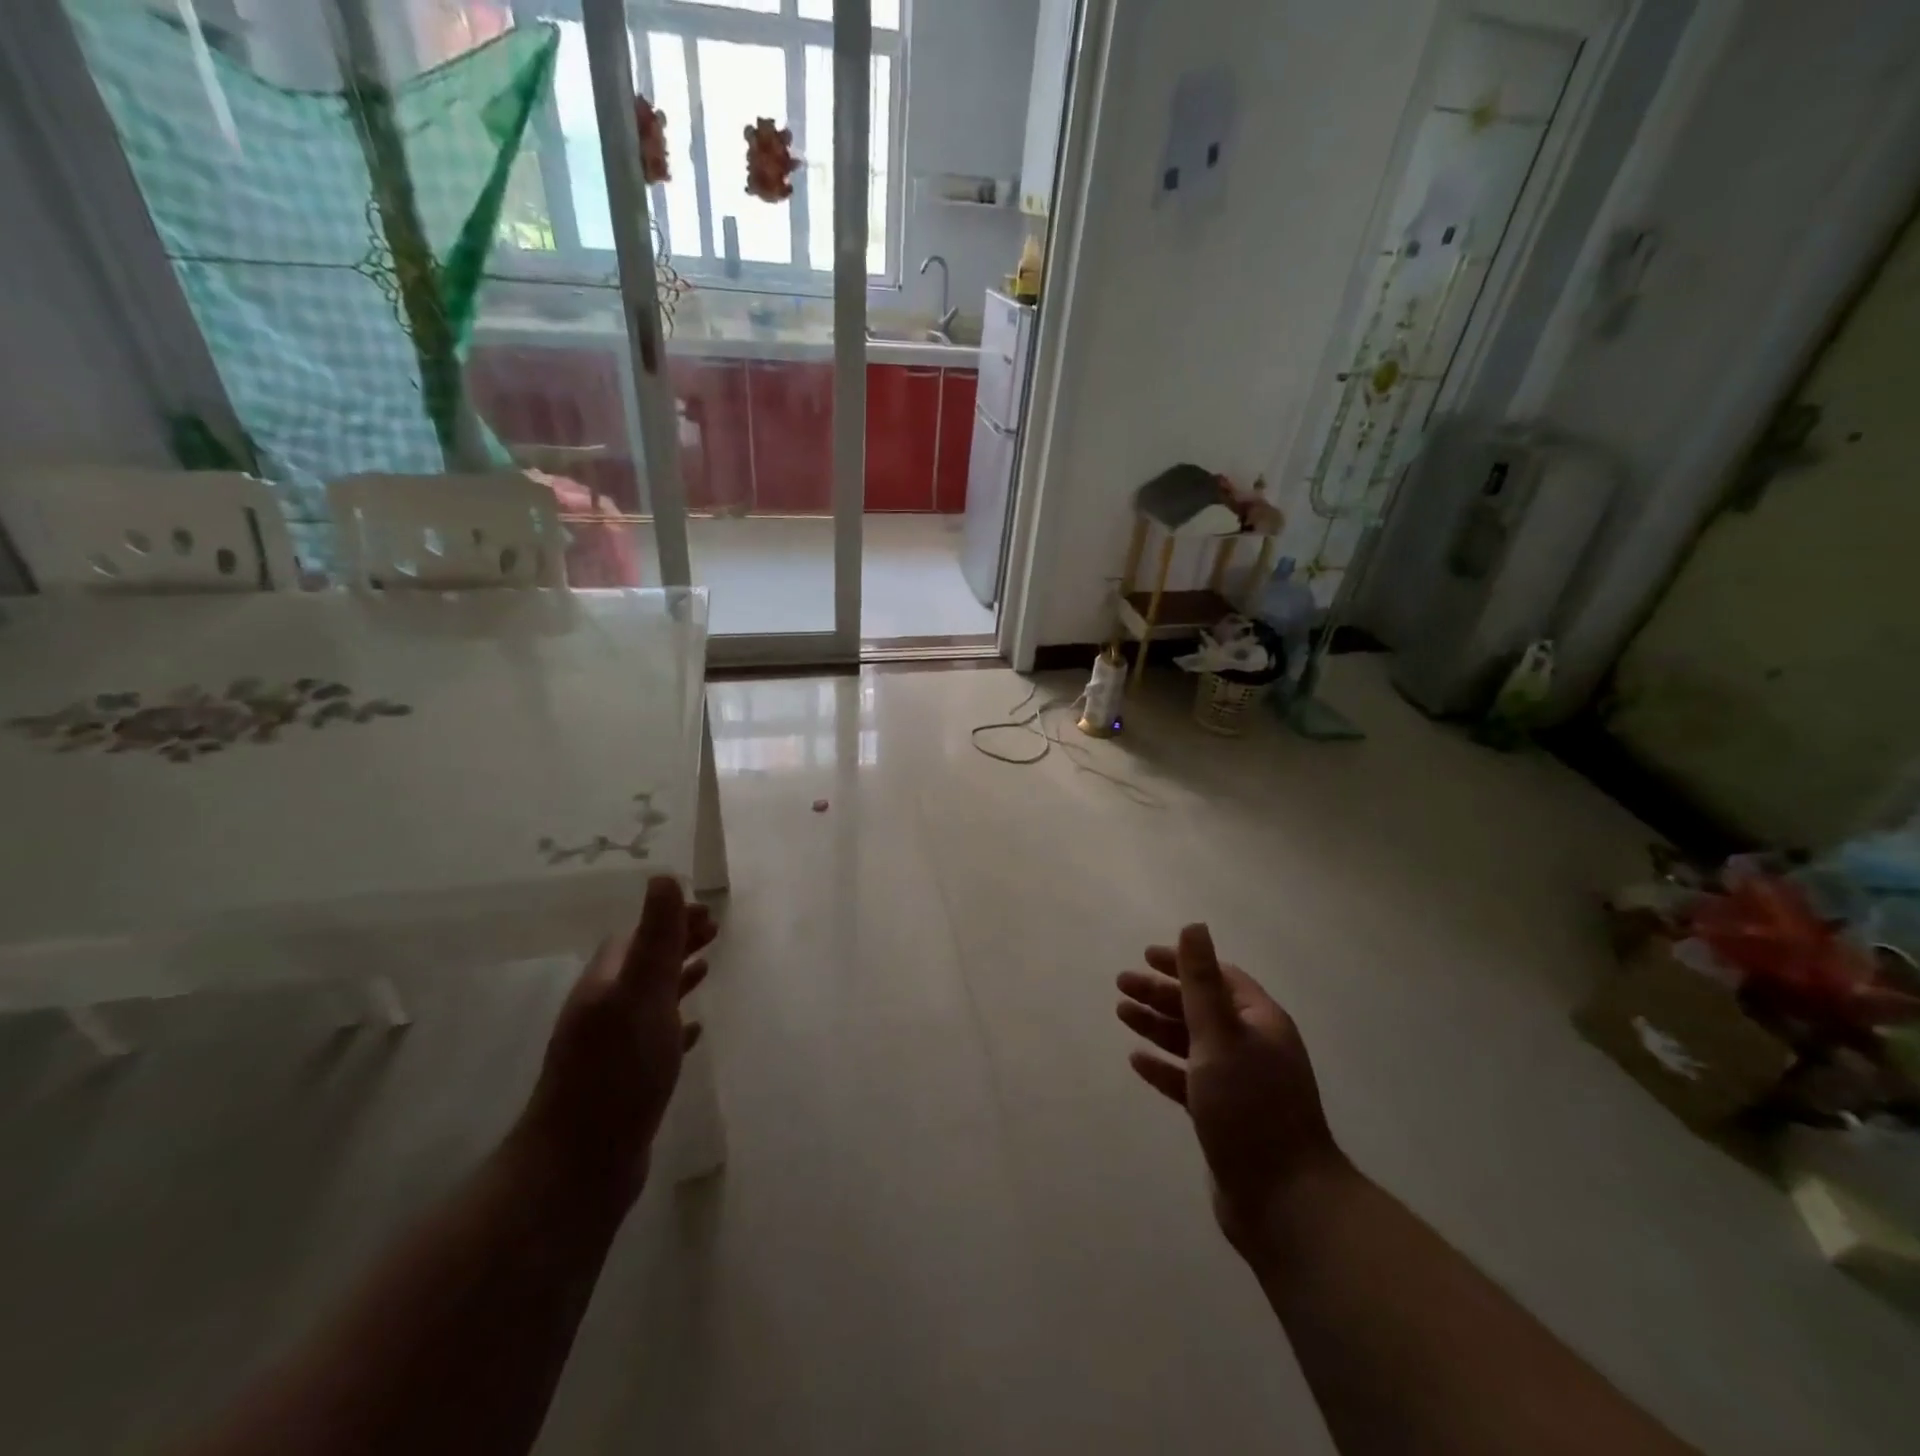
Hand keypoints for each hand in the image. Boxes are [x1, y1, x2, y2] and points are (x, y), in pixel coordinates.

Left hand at [520, 876, 715, 1201]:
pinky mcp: (624, 1082)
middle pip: (642, 964)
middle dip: (676, 944)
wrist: (579, 1165)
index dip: (670, 919)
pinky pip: (654, 1039)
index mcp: (605, 984)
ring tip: (708, 969)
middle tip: (715, 934)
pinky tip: (695, 1030)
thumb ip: (657, 938)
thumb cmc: (617, 1071)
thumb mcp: (642, 995)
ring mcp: (610, 1049)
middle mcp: (603, 1010)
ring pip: (648, 1000)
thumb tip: (664, 877)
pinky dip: (676, 1025)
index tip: (709, 913)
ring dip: (676, 979)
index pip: (637, 936)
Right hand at [1117, 924, 1345, 1252]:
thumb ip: (1201, 982)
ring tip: (1122, 1014)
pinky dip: (1164, 1067)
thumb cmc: (1250, 1107)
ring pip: (1192, 1042)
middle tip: (1121, 984)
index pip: (1218, 978)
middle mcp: (1252, 1047)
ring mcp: (1239, 1083)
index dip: (1182, 963)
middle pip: (1200, 1007)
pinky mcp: (1224, 1116)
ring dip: (1157, 1025)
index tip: (1145, 956)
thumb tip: (1194, 926)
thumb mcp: (1220, 1036)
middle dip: (1161, 993)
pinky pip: (1188, 1079)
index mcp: (1259, 1022)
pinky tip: (1137, 1060)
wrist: (1284, 1201)